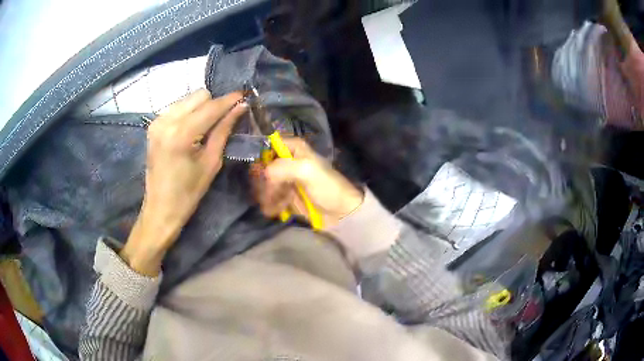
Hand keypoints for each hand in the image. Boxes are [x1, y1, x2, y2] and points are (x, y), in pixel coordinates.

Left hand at [121, 89, 246, 275]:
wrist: (160, 208)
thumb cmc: (189, 193)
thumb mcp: (211, 162)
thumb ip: (224, 130)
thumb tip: (240, 107)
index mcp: (181, 134)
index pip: (211, 107)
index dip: (230, 100)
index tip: (245, 96)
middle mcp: (166, 121)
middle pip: (199, 95)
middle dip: (214, 104)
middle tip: (223, 120)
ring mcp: (157, 121)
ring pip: (188, 99)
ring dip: (201, 108)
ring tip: (206, 127)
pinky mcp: (153, 125)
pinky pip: (177, 107)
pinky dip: (188, 113)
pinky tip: (191, 129)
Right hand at [251, 138, 363, 228]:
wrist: (341, 213)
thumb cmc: (328, 187)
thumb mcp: (307, 170)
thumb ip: (283, 167)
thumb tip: (263, 173)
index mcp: (295, 149)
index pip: (269, 145)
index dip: (262, 157)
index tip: (262, 172)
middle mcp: (288, 162)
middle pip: (264, 166)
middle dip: (263, 182)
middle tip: (267, 194)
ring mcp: (286, 180)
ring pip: (264, 184)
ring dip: (266, 196)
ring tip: (273, 206)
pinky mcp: (286, 196)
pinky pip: (270, 198)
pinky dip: (270, 205)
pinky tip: (276, 212)